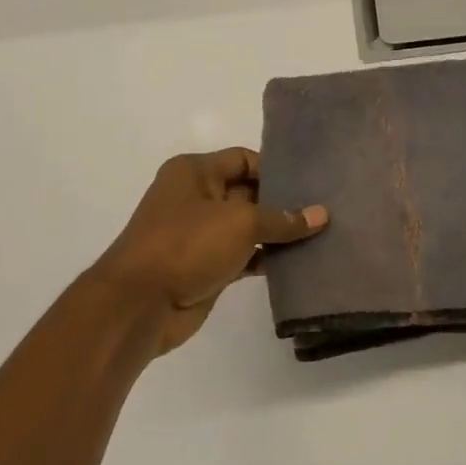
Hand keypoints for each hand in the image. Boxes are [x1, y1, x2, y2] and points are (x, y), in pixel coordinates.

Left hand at [92, 148, 327, 355]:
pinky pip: (245, 255)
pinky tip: (299, 262)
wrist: (140, 305)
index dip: (276, 169)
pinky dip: (268, 257)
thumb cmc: (186, 246)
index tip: (312, 183)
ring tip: (321, 235)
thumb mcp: (240, 223)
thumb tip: (322, 215)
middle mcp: (196, 198)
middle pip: (249, 192)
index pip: (244, 159)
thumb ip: (282, 218)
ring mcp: (201, 234)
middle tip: (325, 209)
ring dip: (279, 233)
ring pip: (249, 227)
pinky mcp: (207, 266)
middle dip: (284, 202)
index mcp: (194, 172)